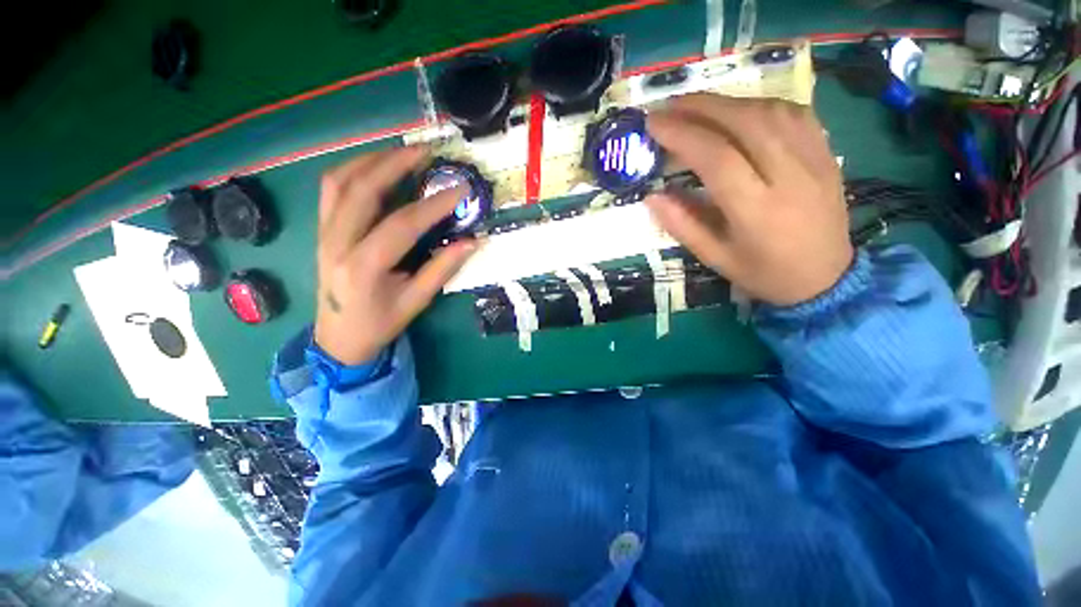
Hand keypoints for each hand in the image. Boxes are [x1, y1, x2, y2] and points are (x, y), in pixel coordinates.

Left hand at [314, 146, 476, 364]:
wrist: (338, 337)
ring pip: (340, 181)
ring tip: (403, 152)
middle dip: (396, 164)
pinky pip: (331, 189)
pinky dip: (354, 170)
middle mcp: (337, 243)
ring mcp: (324, 233)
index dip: (434, 205)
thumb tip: (472, 242)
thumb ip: (442, 268)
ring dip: (372, 160)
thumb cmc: (380, 323)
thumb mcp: (417, 301)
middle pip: (362, 190)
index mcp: (364, 267)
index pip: (402, 224)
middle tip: (427, 152)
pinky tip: (376, 166)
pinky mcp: (321, 229)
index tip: (460, 189)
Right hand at [644, 94, 852, 305]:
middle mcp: (789, 176)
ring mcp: (814, 159)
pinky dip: (758, 104)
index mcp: (756, 210)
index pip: (716, 157)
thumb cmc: (764, 273)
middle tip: (668, 106)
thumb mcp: (714, 257)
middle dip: (700, 107)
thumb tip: (651, 196)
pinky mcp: (826, 152)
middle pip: (745, 122)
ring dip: (727, 102)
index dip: (681, 135)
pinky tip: (738, 111)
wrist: (828, 278)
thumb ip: (682, 225)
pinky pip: (793, 113)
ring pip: (770, 111)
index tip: (653, 124)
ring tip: (696, 107)